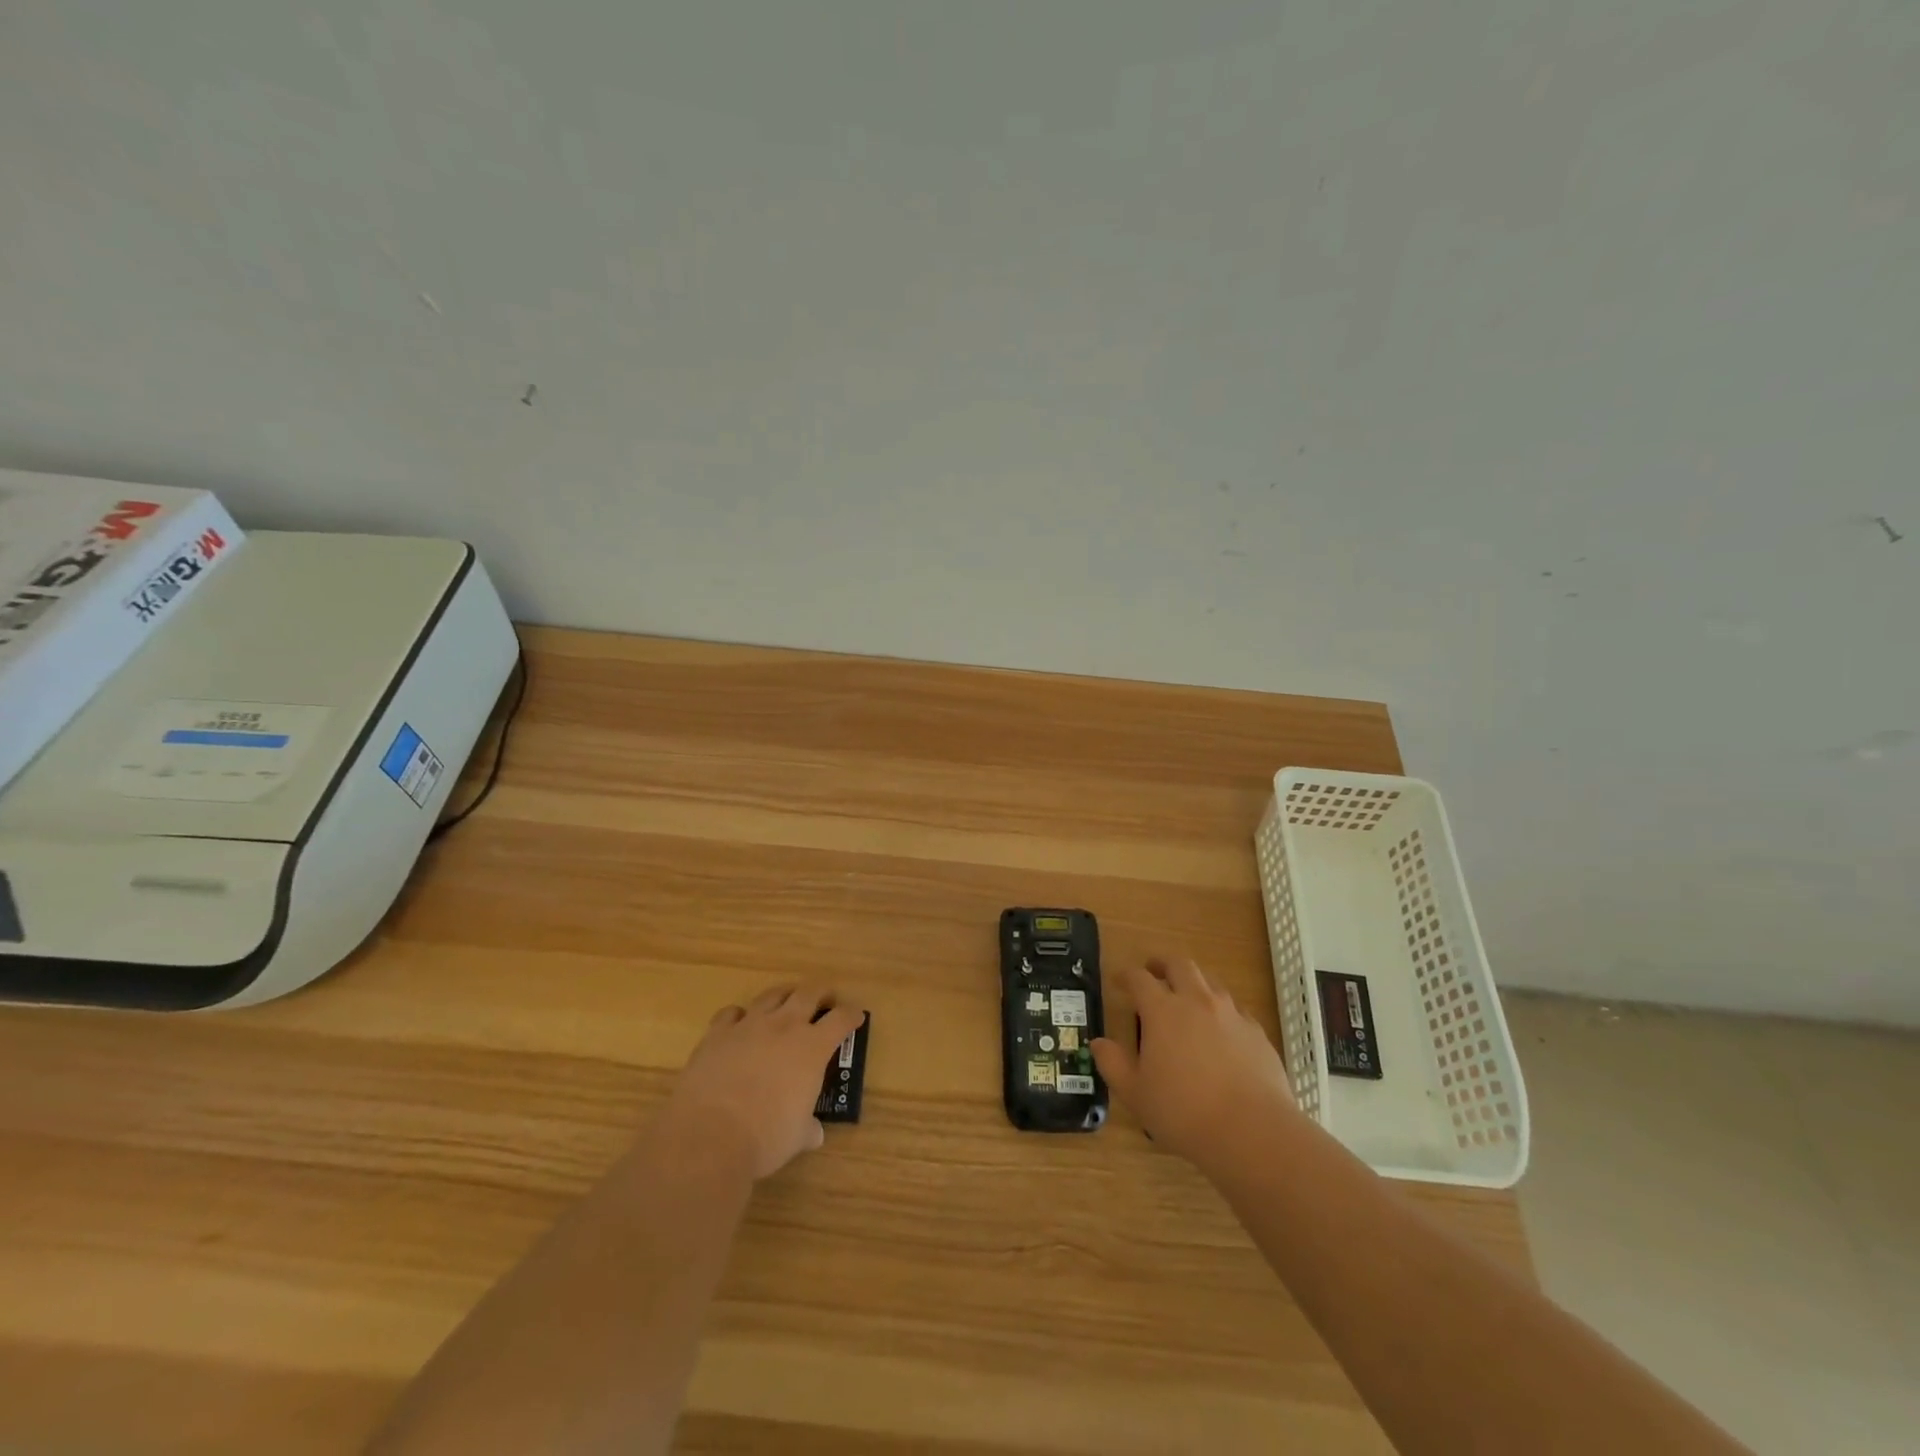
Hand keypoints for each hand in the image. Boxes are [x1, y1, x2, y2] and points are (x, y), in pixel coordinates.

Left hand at [666, 985, 865, 1179]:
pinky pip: (732, 1013)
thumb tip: (814, 1133)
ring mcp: (749, 1025)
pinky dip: (740, 1015)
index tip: (856, 1016)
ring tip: (787, 1001)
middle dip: (821, 993)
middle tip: (825, 999)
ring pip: (772, 995)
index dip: (851, 1015)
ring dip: (784, 995)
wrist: (708, 1136)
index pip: (841, 1019)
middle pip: (809, 993)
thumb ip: (808, 1129)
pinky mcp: (717, 1033)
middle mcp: (784, 1026)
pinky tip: (740, 1024)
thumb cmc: (764, 1138)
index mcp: (812, 1048)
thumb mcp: (796, 1137)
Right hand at [1091, 958, 1296, 1173]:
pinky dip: (1222, 1010)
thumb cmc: (1183, 1112)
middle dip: (1163, 964)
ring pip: (1210, 982)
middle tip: (1153, 971)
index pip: (1139, 978)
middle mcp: (1197, 1001)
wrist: (1252, 1131)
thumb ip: (1113, 1064)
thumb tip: (1098, 1043)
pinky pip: (1236, 1009)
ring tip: (1187, 997)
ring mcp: (1231, 1014)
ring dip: (1194, 982)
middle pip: (1179, 965)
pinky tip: (1221, 1030)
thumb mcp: (1135, 1093)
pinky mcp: (1257, 1032)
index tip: (1119, 980)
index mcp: (1162, 1011)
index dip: (1127, 975)